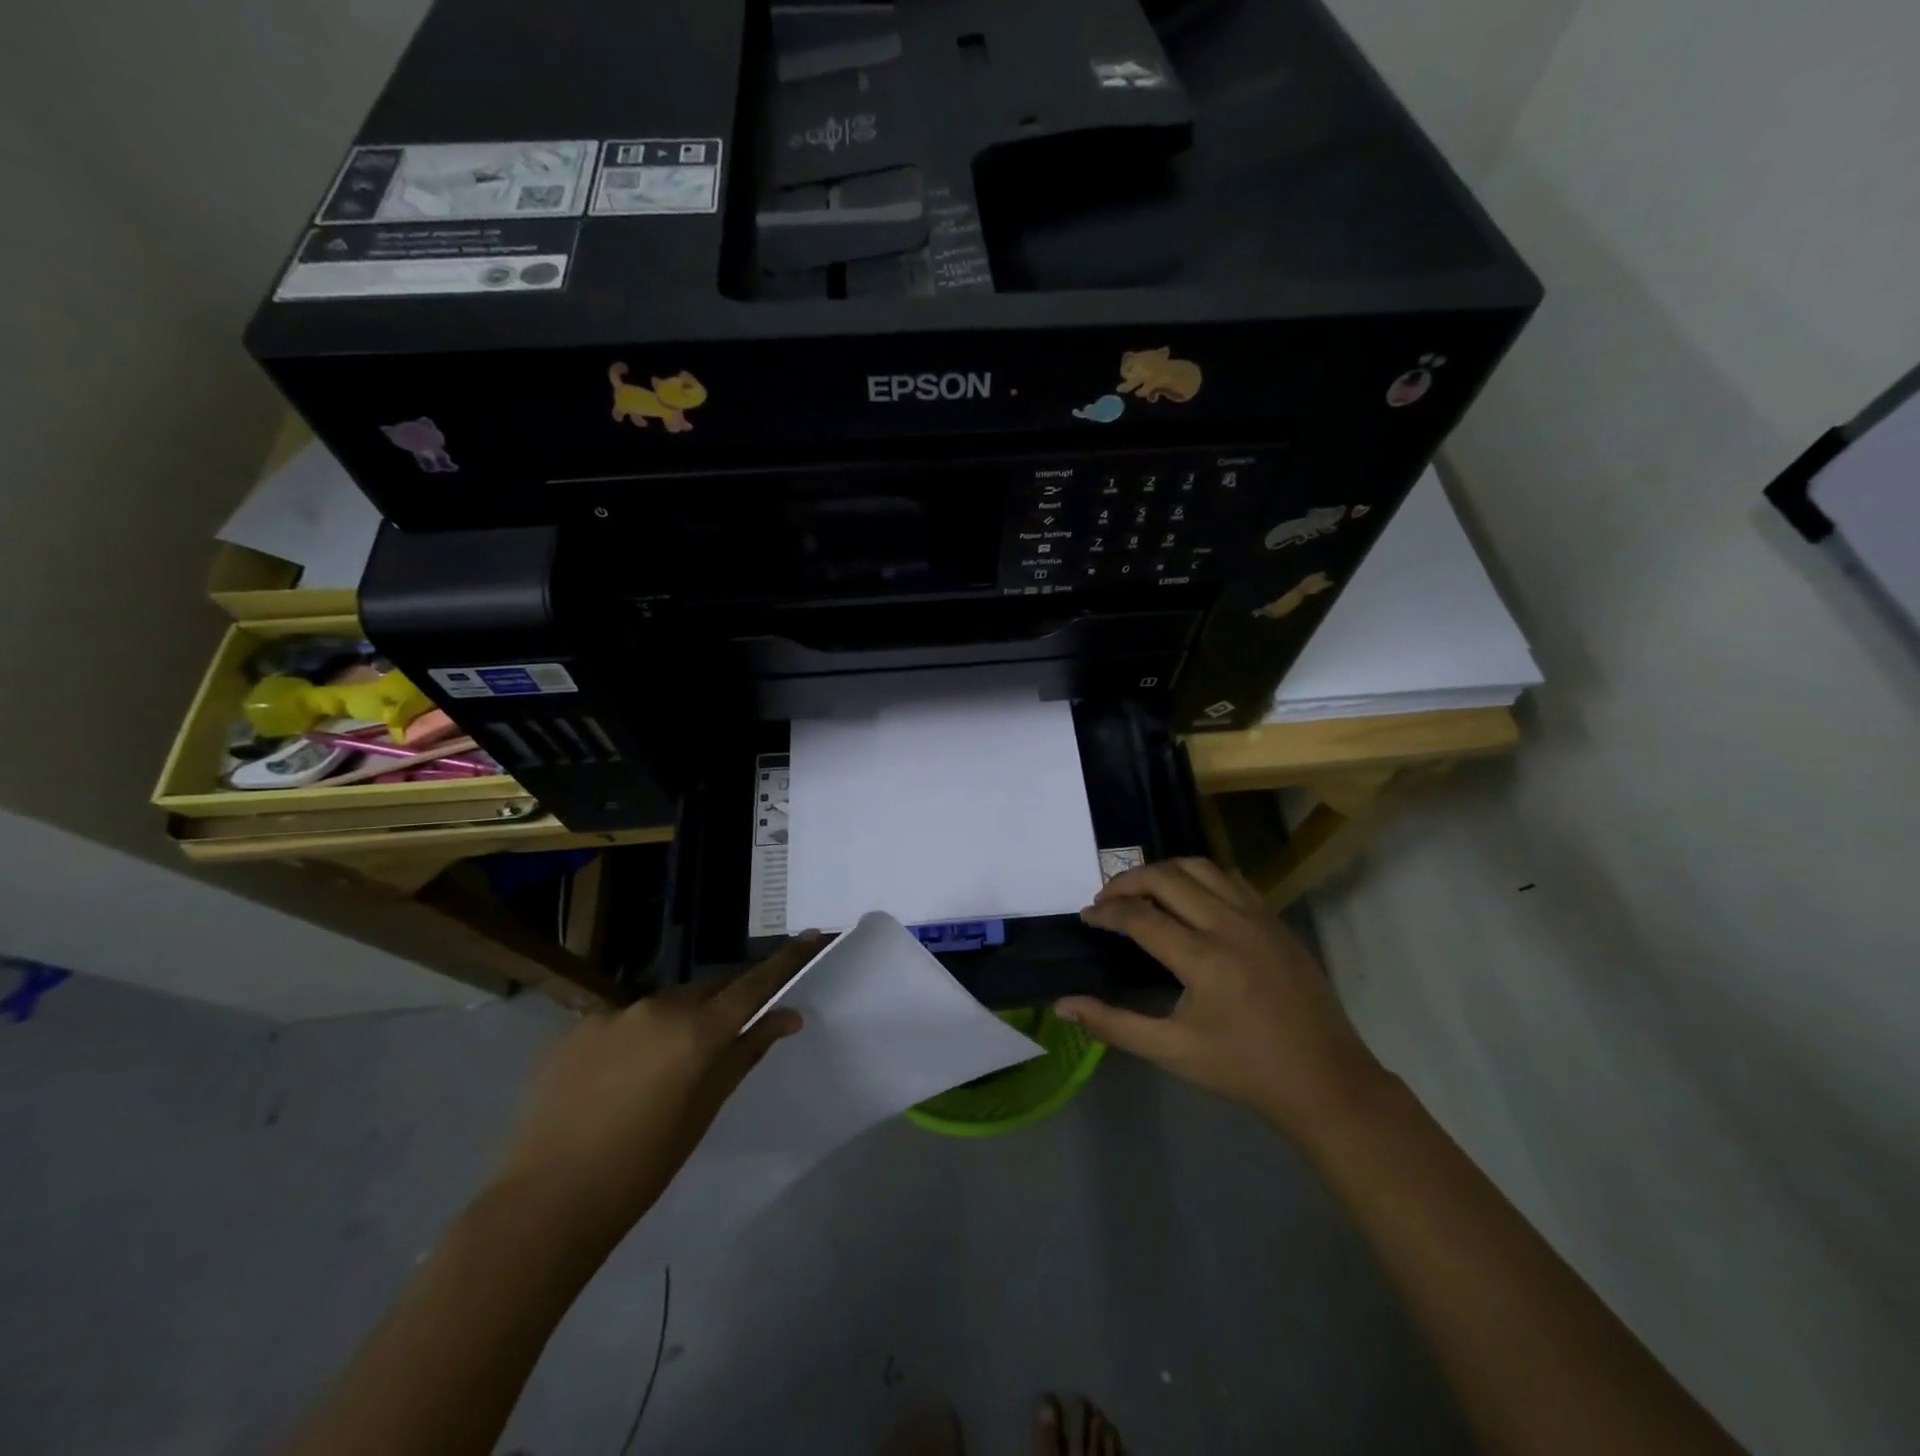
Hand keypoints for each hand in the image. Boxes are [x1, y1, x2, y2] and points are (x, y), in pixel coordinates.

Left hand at [487, 934, 822, 1243]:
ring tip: (659, 1073)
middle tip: (723, 1038)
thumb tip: (787, 1017)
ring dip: (675, 1023)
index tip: (812, 934)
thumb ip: (745, 1053)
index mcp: (696, 1031)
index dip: (786, 960)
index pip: (753, 984)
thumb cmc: (641, 1167)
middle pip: (707, 990)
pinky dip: (634, 1037)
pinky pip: (622, 1020)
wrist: (545, 1203)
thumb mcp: (704, 1110)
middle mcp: (657, 1007)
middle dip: (721, 1004)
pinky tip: (616, 1079)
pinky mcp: (575, 1026)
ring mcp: (612, 1013)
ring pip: (663, 1004)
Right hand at [1059, 859, 1385, 1136]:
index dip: (1106, 912)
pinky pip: (1231, 879)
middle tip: (1107, 899)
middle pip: (1166, 877)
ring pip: (1200, 867)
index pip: (1139, 916)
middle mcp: (1230, 925)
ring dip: (1164, 871)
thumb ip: (1113, 1024)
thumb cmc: (1242, 1069)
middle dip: (1128, 881)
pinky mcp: (1276, 920)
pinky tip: (1190, 898)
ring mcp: (1258, 917)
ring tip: (1142, 890)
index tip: (1086, 916)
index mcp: (1203, 959)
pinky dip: (1200, 877)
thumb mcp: (1172, 1051)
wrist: (1324, 1081)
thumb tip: (1062, 1004)